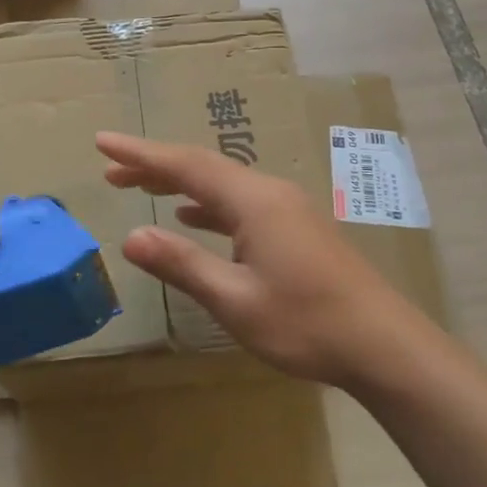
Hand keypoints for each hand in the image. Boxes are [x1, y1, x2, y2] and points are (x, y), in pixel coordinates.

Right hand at [97, 132, 433, 390]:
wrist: (383, 343)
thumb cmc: (306, 323)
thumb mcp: (235, 300)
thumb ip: (182, 265)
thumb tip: (130, 237)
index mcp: (253, 201)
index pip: (186, 165)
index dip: (141, 154)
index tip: (103, 142)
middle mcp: (269, 193)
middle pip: (203, 168)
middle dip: (156, 166)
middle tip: (112, 171)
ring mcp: (287, 209)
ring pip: (223, 184)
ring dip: (181, 184)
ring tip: (141, 189)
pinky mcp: (296, 228)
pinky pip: (240, 203)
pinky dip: (208, 205)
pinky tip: (193, 218)